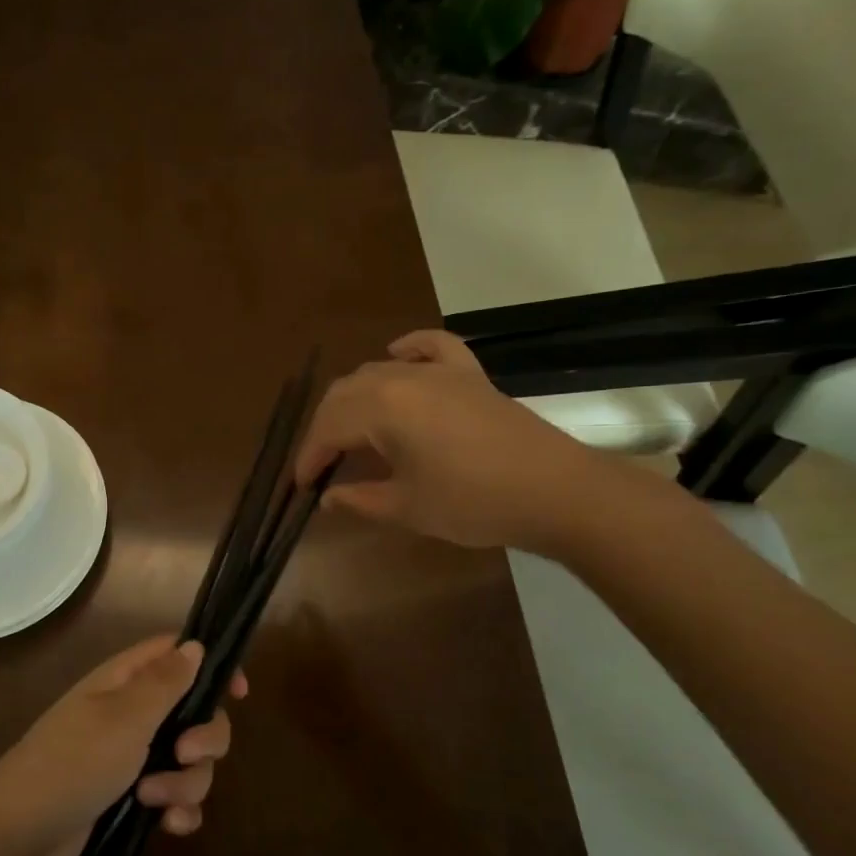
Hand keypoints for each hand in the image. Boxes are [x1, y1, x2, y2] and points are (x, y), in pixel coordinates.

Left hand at [0, 637, 245, 855]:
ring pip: (191, 761)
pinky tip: (169, 827)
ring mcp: (134, 758)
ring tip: (152, 801)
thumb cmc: (73, 762)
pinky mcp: (133, 800)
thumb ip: (166, 682)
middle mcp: (134, 714)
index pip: (178, 655)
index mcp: (126, 682)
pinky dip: (179, 810)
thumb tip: (195, 644)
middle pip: (197, 712)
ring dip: (185, 783)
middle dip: (204, 738)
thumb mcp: (125, 718)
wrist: (20, 837)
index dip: (212, 666)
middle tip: (183, 755)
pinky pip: (177, 798)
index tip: (239, 693)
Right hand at [294, 329, 630, 553]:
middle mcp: (402, 378)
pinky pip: (432, 347)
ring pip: (379, 370)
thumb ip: (360, 499)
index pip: (329, 427)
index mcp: (382, 408)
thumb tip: (328, 497)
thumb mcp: (407, 507)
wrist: (554, 491)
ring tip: (351, 430)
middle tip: (322, 463)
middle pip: (346, 393)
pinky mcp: (469, 374)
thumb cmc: (473, 503)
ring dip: (355, 398)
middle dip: (326, 427)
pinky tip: (398, 354)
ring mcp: (440, 371)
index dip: (310, 456)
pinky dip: (410, 349)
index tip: (301, 484)